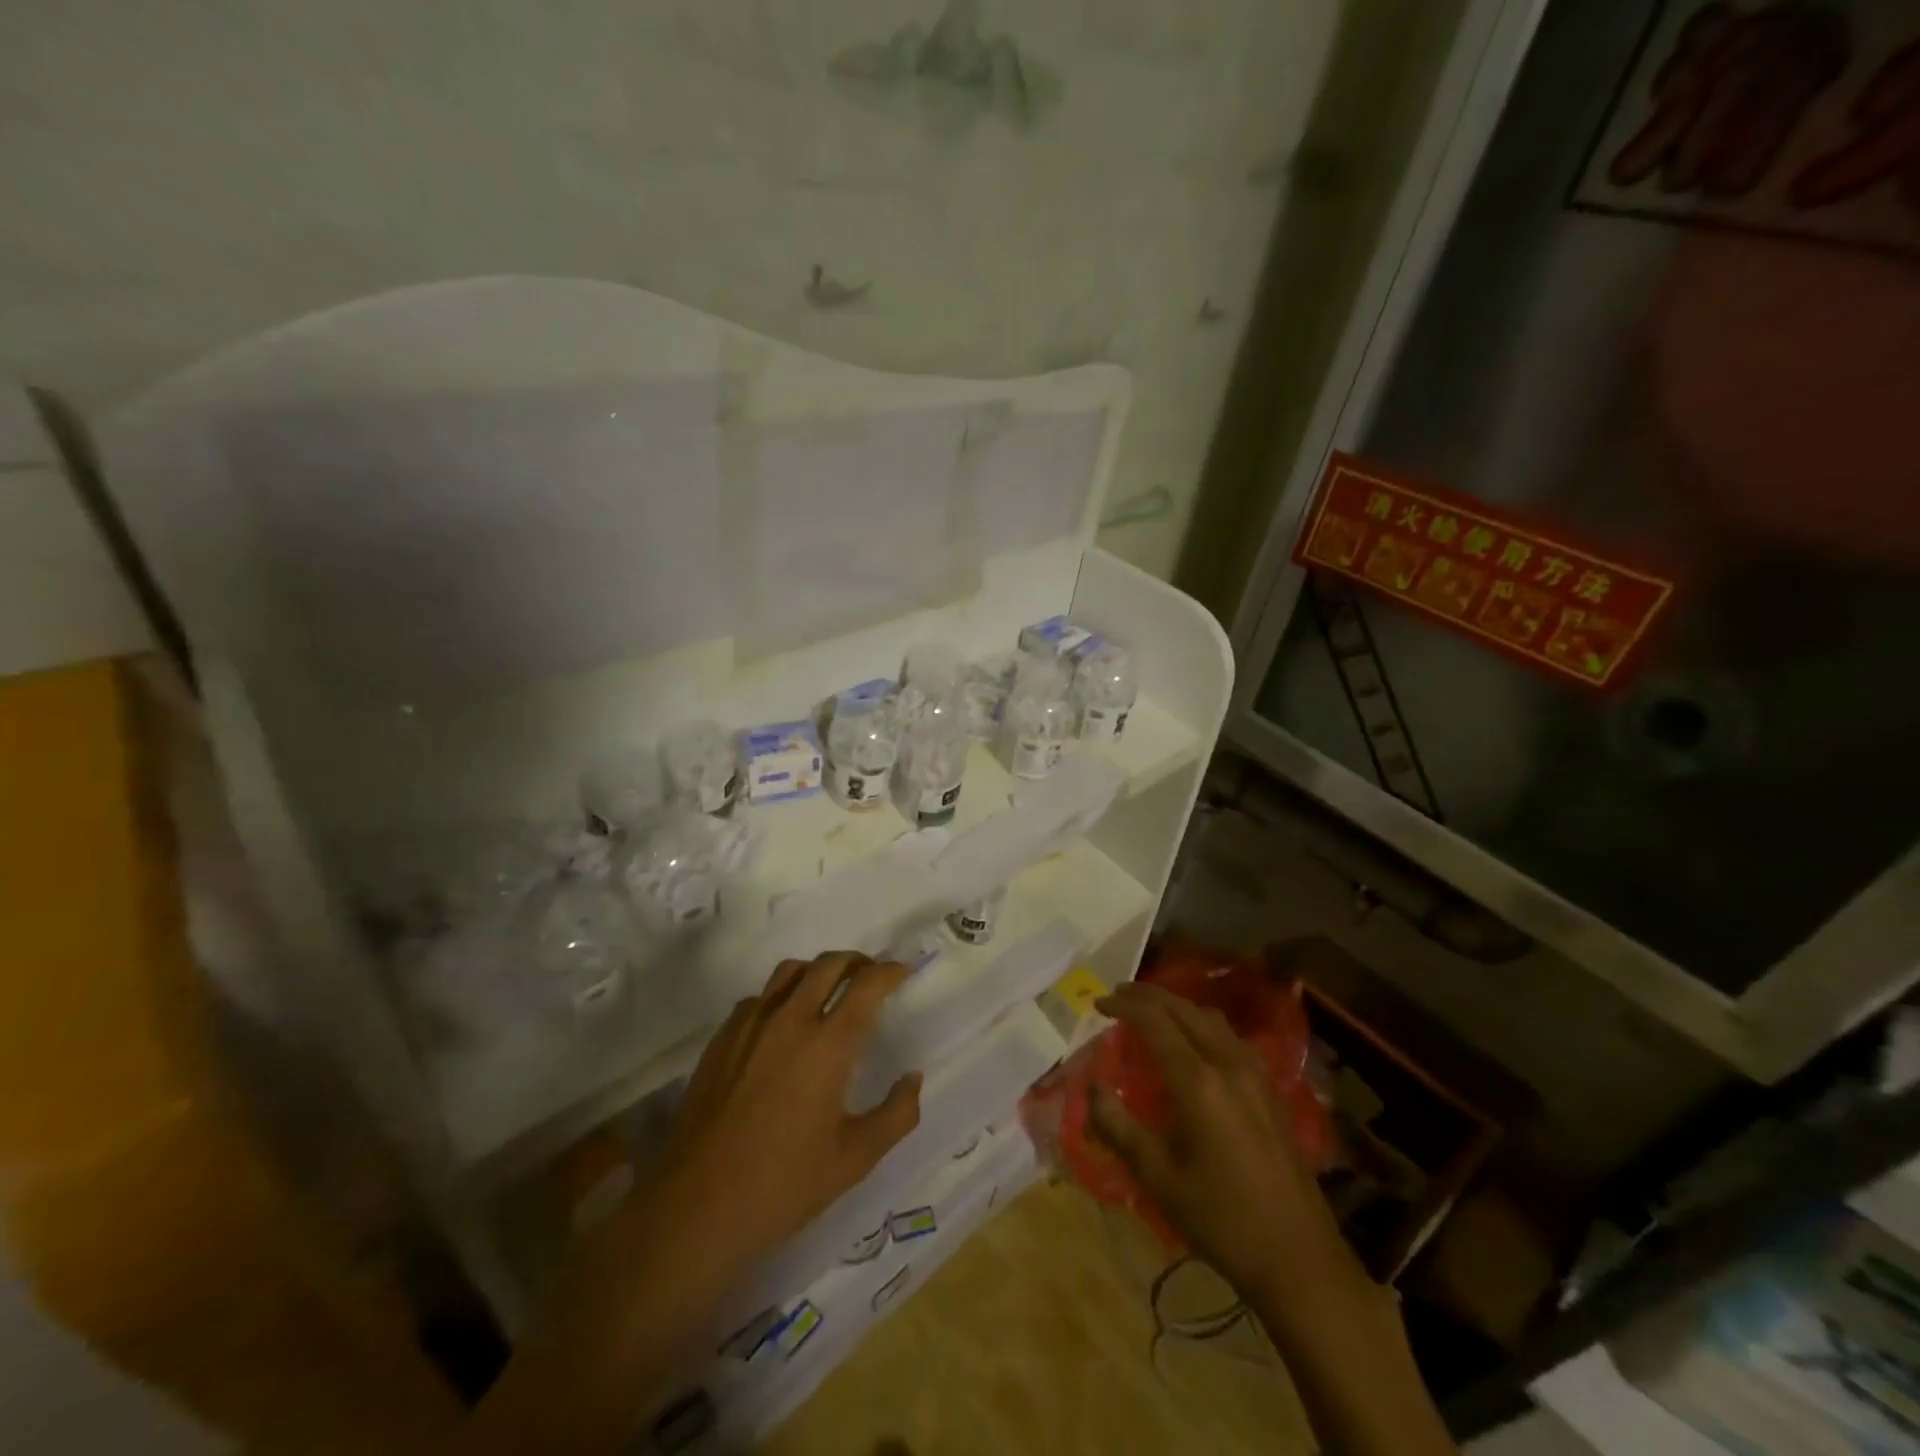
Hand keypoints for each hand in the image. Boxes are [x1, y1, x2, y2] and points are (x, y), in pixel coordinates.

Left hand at [652, 952, 922, 1275]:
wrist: (695, 1207)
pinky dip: (782, 995)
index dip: (890, 971)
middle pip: (829, 964)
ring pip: (790, 971)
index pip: (867, 984)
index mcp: (828, 1044)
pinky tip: (784, 1024)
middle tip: (871, 977)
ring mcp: (750, 1025)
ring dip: (818, 971)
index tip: (903, 973)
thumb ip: (896, 1115)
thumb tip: (913, 1078)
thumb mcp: (854, 1160)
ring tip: (830, 991)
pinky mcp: (721, 1038)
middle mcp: (790, 1019)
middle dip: (857, 962)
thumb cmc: (782, 1185)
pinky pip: (759, 997)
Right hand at [1089, 981, 1356, 1300]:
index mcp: (1198, 1082)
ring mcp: (1256, 1075)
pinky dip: (1201, 1024)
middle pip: (1185, 1009)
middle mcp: (1229, 1064)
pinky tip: (1193, 1042)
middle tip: (1117, 996)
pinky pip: (1229, 1037)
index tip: (1097, 1004)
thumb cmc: (1222, 1219)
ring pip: (1211, 1019)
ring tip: (1150, 1011)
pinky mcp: (1270, 1090)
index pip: (1154, 1022)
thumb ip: (1119, 1126)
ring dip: (1177, 1006)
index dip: (1123, 1006)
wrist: (1299, 1258)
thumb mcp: (1159, 1178)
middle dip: (1148, 996)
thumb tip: (1093, 1087)